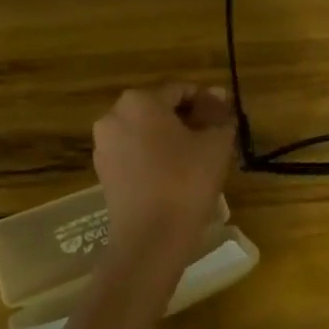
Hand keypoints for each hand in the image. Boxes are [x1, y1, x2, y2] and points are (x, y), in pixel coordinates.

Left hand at [92, 83, 236, 262]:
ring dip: (170, 138)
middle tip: (213, 136)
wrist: (151, 238)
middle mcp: (114, 115)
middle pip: (158, 109)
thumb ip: (219, 116)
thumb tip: (219, 96)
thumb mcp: (215, 144)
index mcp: (139, 100)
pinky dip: (153, 156)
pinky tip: (175, 174)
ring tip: (197, 156)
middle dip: (186, 118)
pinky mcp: (103, 172)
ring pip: (145, 132)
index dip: (206, 102)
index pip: (180, 91)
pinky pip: (133, 153)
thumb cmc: (186, 181)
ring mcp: (104, 145)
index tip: (225, 117)